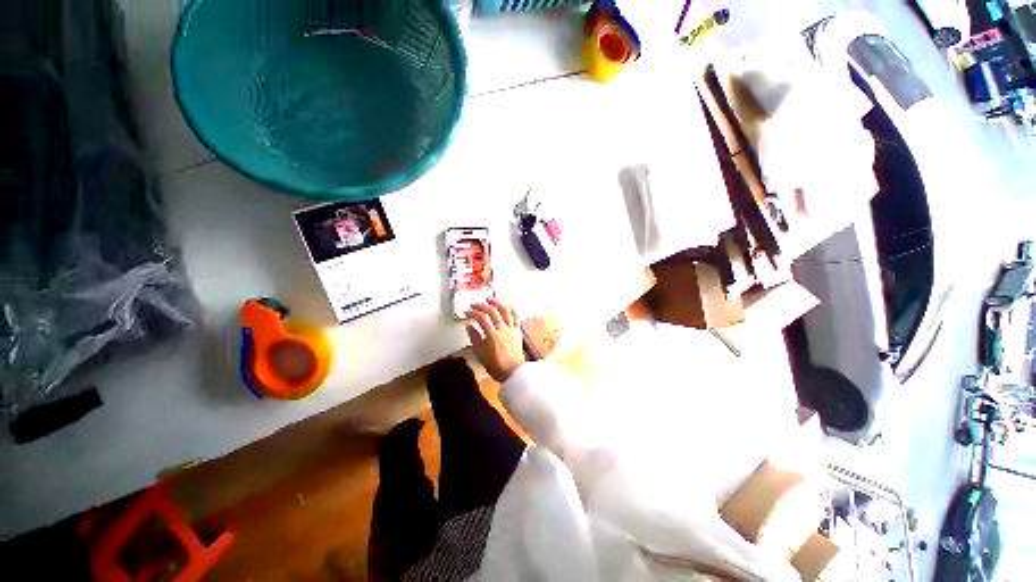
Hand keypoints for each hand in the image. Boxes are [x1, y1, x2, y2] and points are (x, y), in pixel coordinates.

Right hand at [465, 298, 525, 382]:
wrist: (513, 371)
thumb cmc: (496, 365)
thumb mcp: (480, 353)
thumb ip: (474, 338)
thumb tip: (469, 326)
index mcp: (492, 335)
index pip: (481, 318)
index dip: (472, 313)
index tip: (466, 312)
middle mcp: (503, 329)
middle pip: (492, 311)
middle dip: (481, 305)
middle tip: (474, 305)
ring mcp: (511, 329)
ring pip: (505, 310)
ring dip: (496, 302)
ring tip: (489, 299)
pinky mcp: (517, 330)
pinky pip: (516, 316)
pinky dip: (510, 308)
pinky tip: (505, 305)